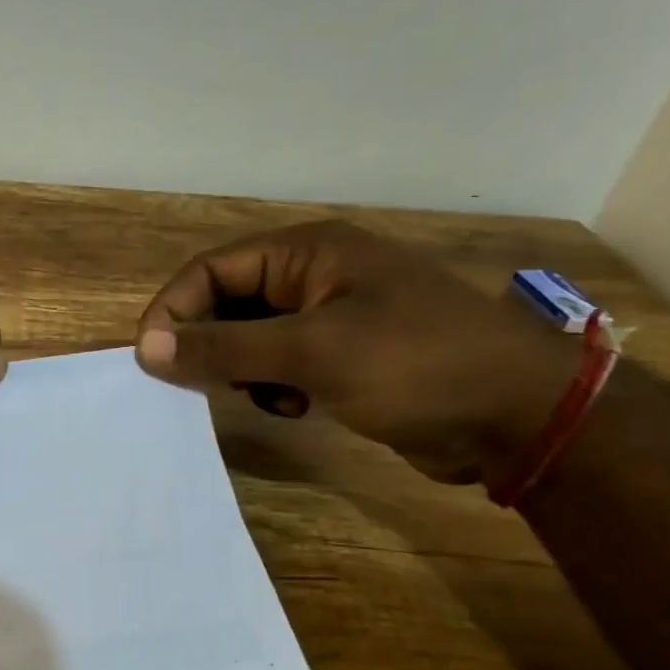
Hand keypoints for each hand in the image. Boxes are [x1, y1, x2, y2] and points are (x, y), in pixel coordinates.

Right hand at [135, 220, 577, 483]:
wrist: (523, 418)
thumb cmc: (416, 365)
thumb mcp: (313, 353)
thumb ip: (225, 348)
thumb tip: (146, 348)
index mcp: (308, 252)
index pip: (213, 269)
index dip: (174, 309)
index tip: (149, 358)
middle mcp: (315, 274)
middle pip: (228, 301)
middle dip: (208, 342)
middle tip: (197, 383)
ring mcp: (332, 316)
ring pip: (252, 336)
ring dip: (241, 368)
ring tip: (258, 396)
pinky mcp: (345, 355)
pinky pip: (282, 362)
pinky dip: (272, 385)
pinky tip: (291, 407)